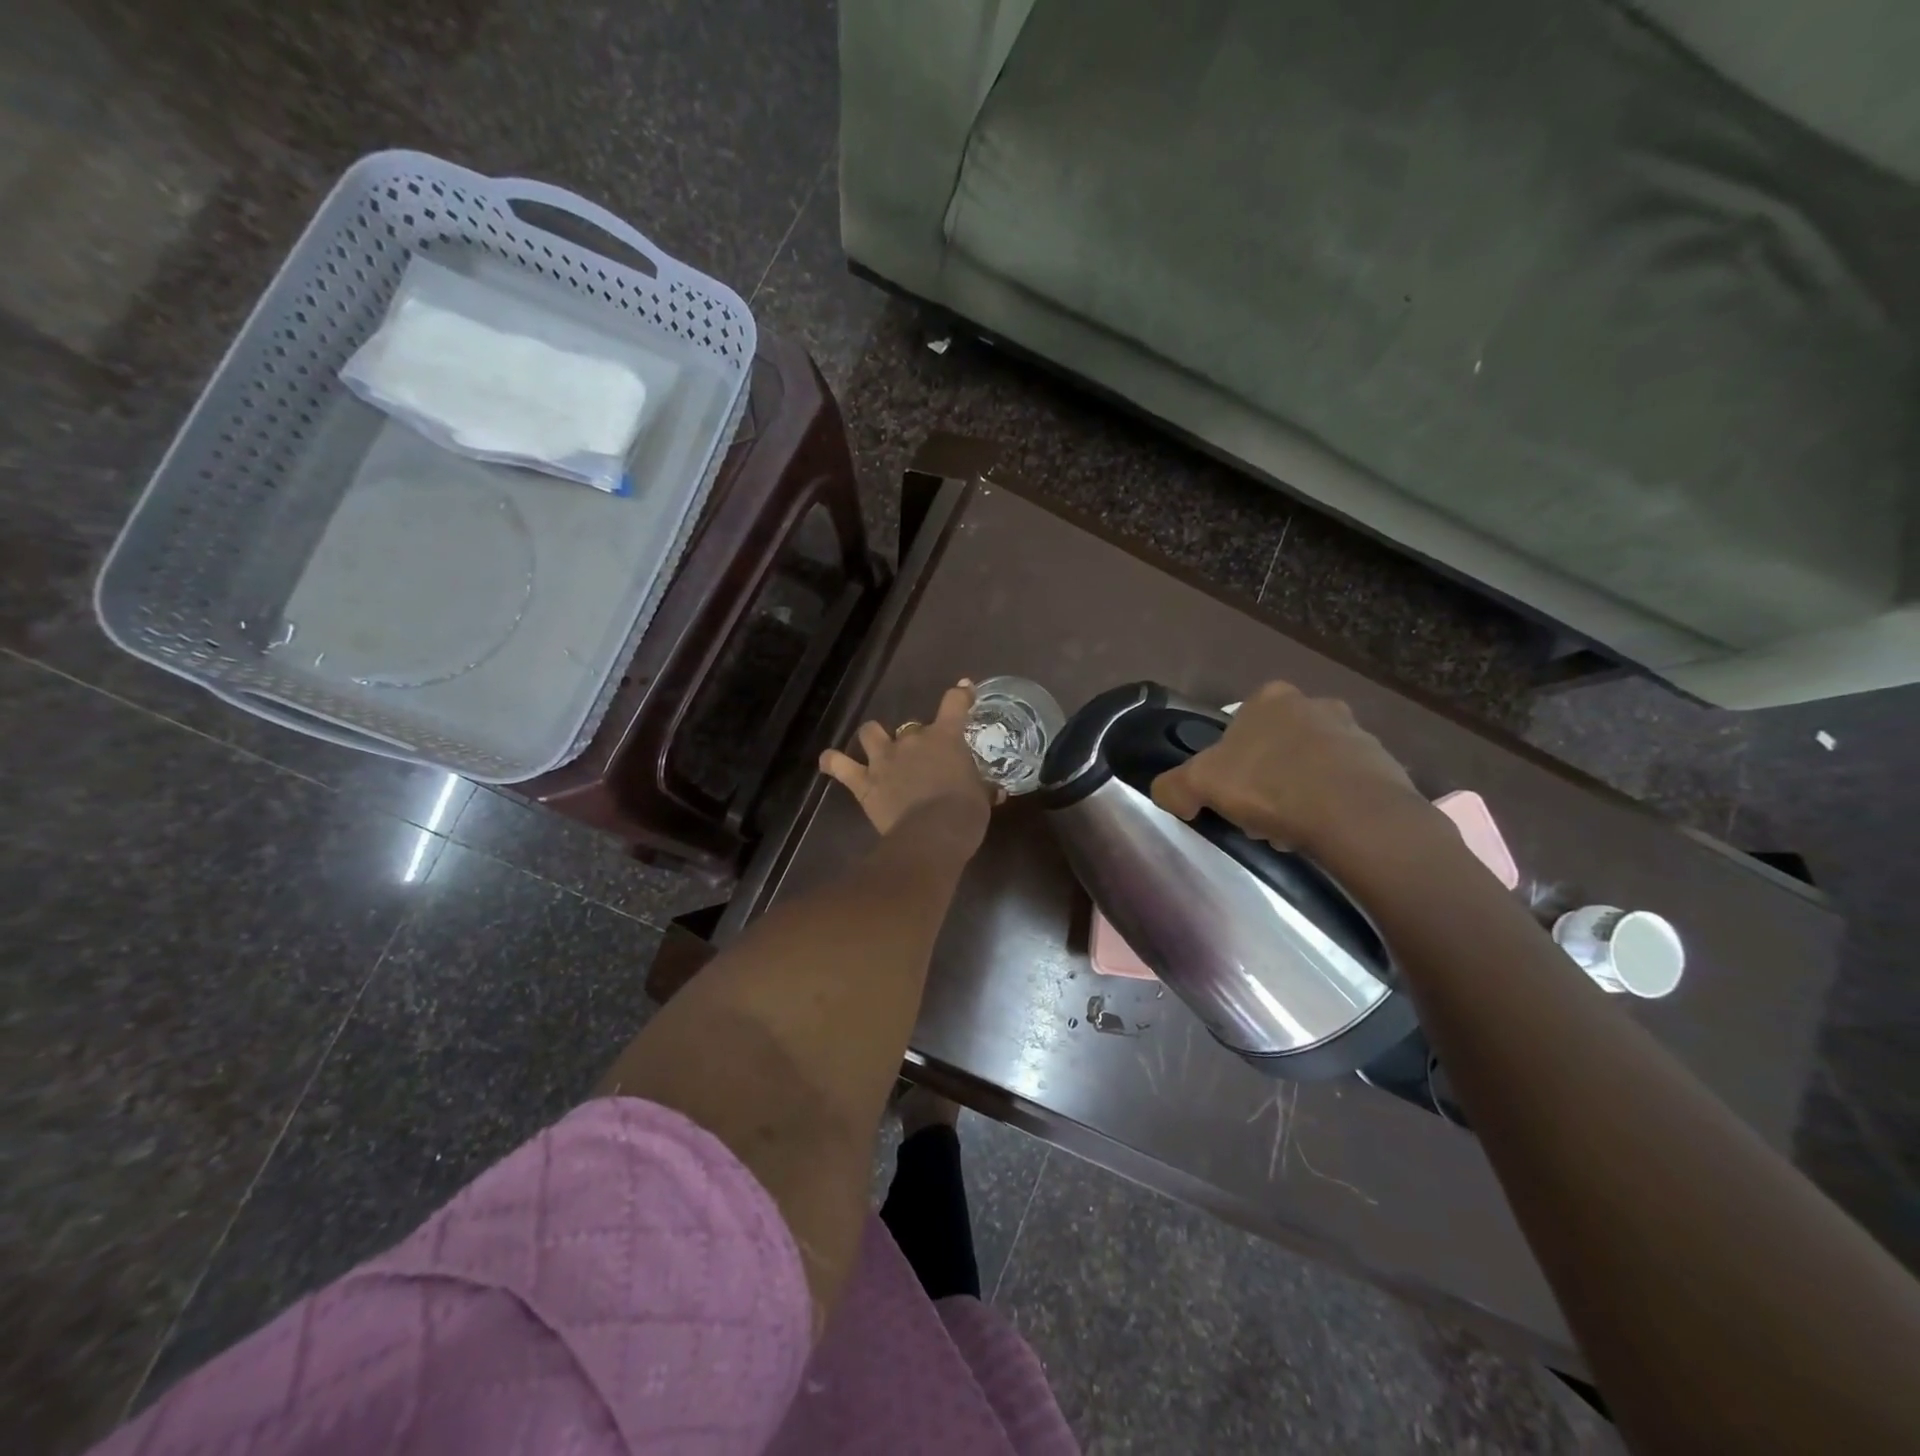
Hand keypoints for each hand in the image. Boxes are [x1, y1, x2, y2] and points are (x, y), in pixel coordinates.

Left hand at [820, 680, 998, 849]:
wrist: (933, 835)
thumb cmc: (964, 814)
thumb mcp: (982, 798)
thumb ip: (983, 788)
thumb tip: (994, 791)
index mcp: (945, 738)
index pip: (954, 703)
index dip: (960, 694)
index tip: (963, 690)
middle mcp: (912, 740)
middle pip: (911, 726)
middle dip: (917, 738)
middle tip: (923, 759)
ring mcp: (884, 759)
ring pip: (870, 733)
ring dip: (874, 738)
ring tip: (878, 748)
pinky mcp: (864, 782)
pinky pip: (839, 766)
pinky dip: (834, 762)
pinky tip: (830, 761)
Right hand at [1150, 680, 1428, 856]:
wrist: (1353, 814)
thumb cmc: (1269, 785)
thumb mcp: (1199, 784)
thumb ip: (1173, 786)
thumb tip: (1171, 796)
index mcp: (1270, 698)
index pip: (1240, 726)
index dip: (1230, 761)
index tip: (1231, 791)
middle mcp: (1315, 703)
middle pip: (1277, 745)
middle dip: (1267, 777)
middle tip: (1259, 814)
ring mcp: (1355, 731)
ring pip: (1312, 765)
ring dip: (1300, 792)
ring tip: (1291, 830)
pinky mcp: (1384, 764)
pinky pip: (1345, 785)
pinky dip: (1332, 804)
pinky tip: (1322, 830)